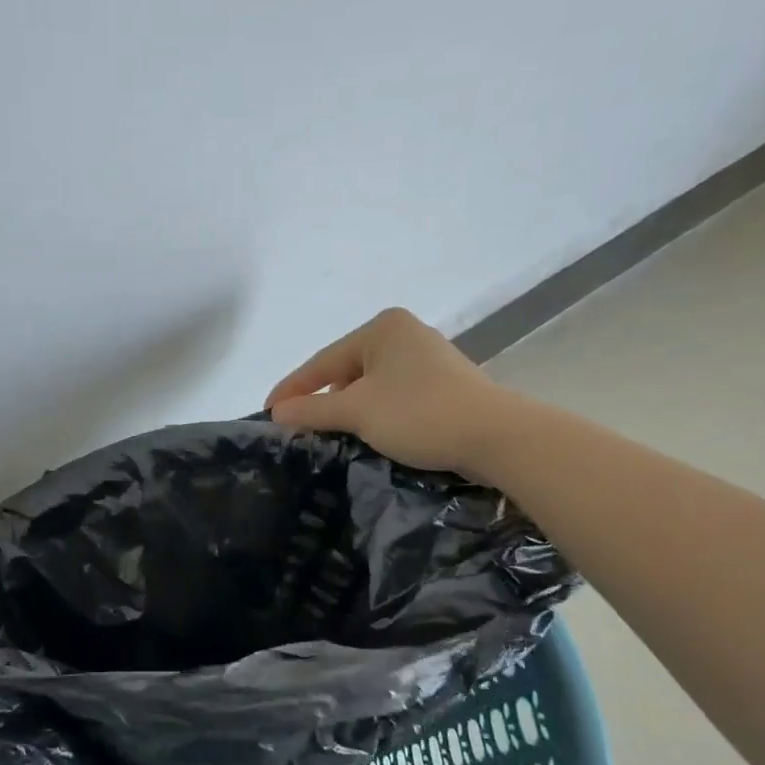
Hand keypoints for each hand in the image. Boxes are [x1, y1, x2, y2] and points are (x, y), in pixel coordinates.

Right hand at [264, 307, 502, 474]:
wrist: (496, 436)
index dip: (292, 389)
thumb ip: (313, 410)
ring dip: (348, 408)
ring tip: (329, 433)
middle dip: (321, 399)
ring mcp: (427, 357)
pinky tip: (368, 431)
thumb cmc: (419, 414)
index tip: (268, 414)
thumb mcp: (357, 412)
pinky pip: (393, 393)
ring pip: (370, 384)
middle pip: (345, 369)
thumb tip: (276, 414)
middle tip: (297, 427)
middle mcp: (404, 334)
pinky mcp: (443, 382)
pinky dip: (375, 412)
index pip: (322, 361)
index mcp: (381, 328)